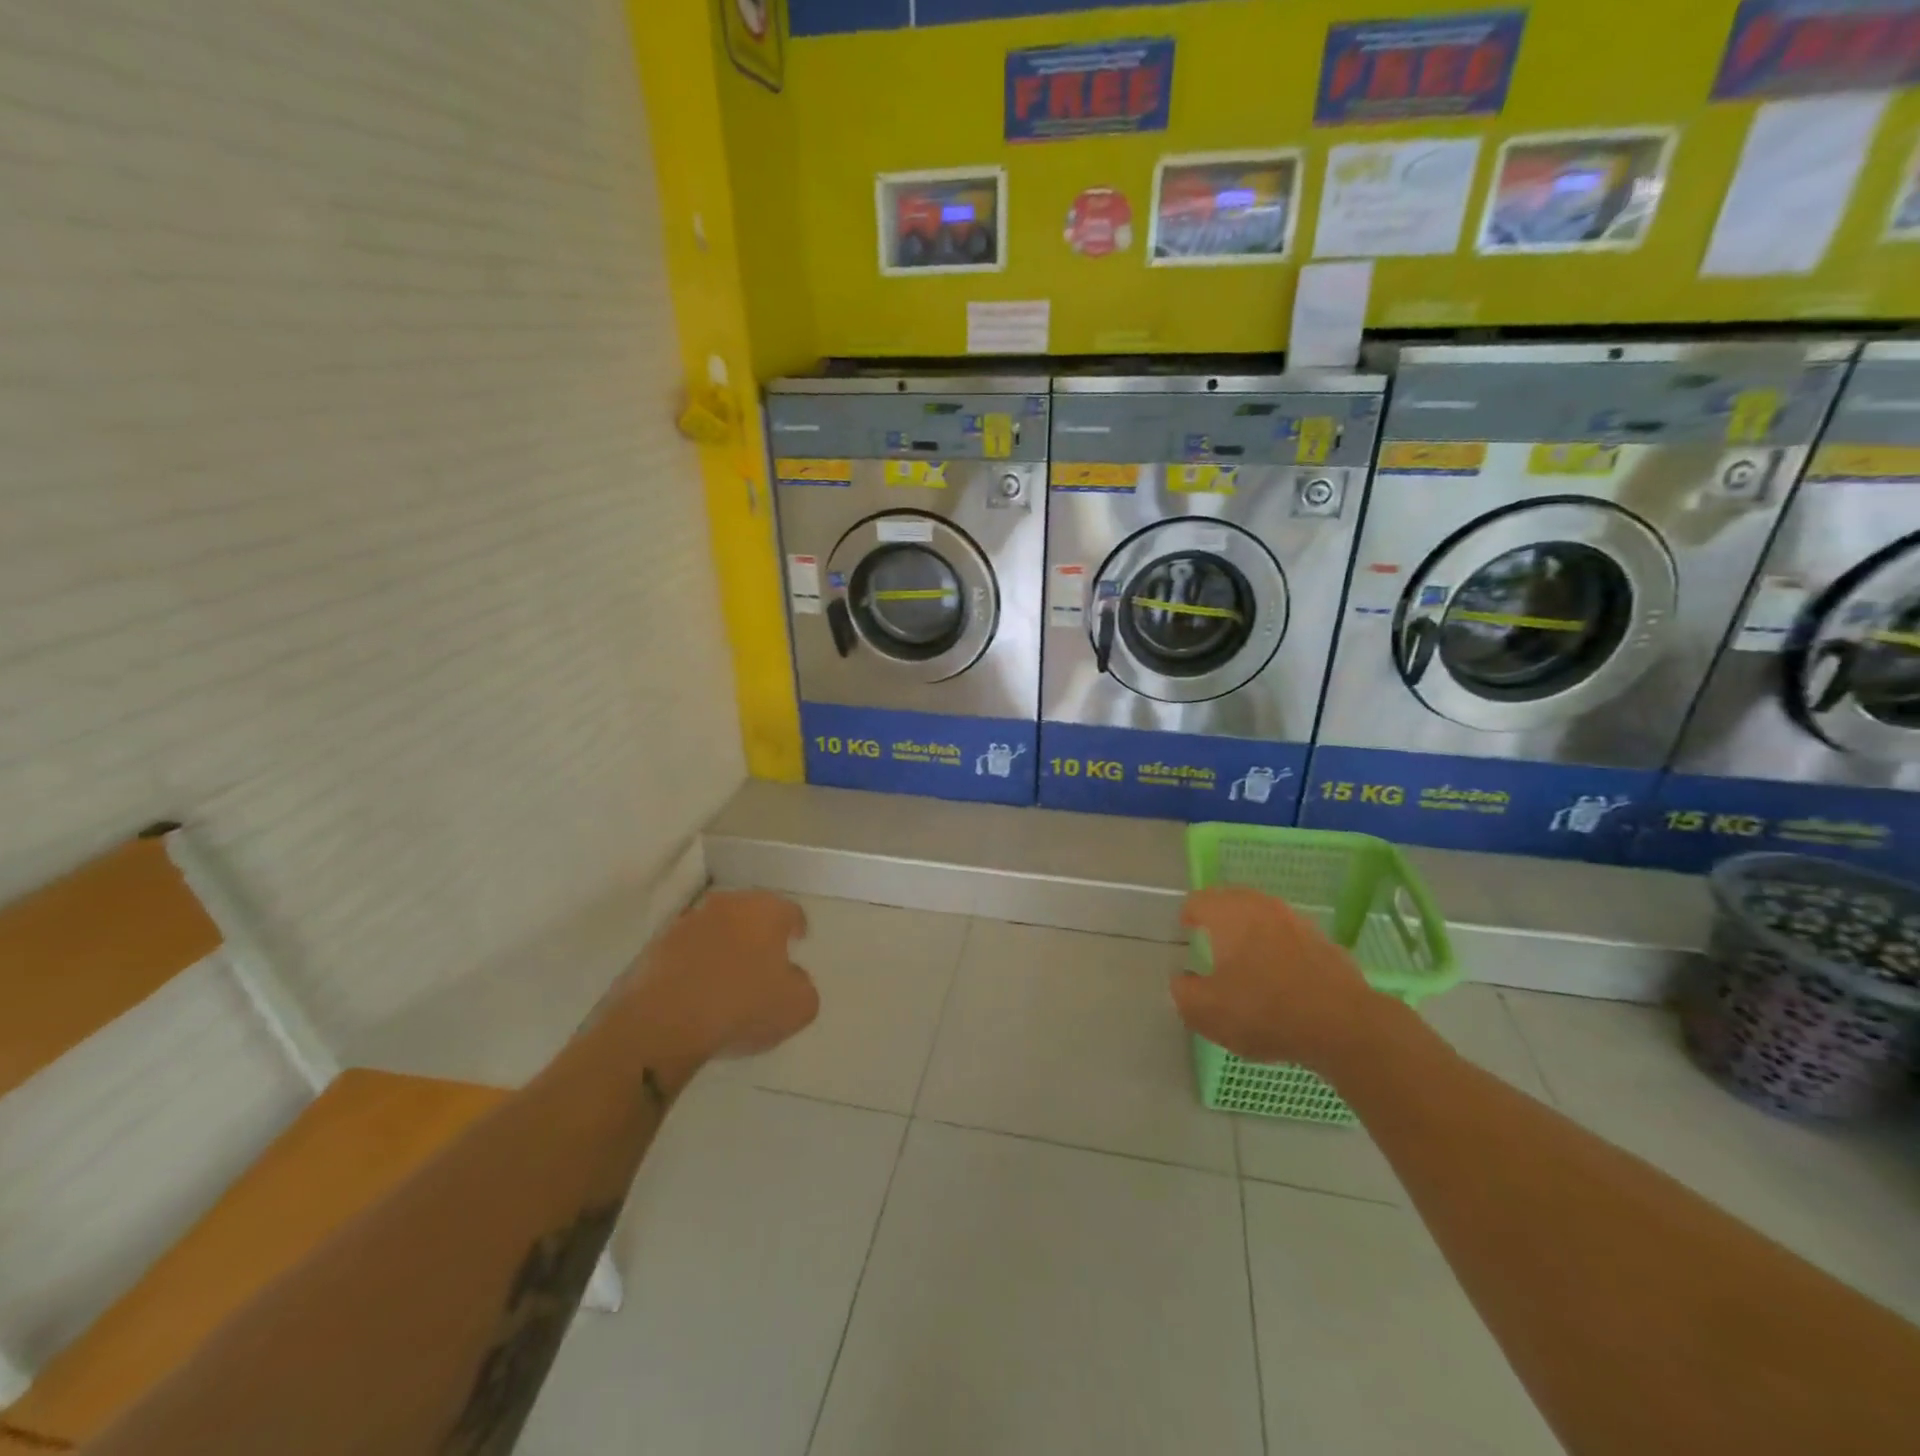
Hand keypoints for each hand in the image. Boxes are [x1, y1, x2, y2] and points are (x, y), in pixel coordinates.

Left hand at [629, 889, 818, 1061]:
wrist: (663, 1023)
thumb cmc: (741, 1007)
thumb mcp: (797, 1007)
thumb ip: (803, 986)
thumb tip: (792, 978)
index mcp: (766, 910)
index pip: (790, 911)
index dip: (797, 928)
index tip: (797, 945)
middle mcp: (728, 905)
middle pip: (751, 913)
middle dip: (759, 932)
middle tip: (764, 959)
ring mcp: (687, 922)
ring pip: (716, 928)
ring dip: (724, 945)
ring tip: (727, 977)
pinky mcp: (656, 945)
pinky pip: (687, 949)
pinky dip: (695, 962)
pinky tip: (697, 990)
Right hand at [1171, 886, 1396, 1071]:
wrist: (1345, 1027)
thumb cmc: (1264, 1011)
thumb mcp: (1205, 1011)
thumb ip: (1183, 991)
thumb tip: (1182, 979)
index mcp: (1229, 914)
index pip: (1199, 900)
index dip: (1188, 916)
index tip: (1187, 933)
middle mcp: (1263, 907)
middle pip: (1233, 902)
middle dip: (1220, 918)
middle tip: (1212, 942)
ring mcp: (1298, 922)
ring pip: (1265, 918)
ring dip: (1253, 933)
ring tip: (1246, 961)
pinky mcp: (1326, 944)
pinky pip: (1291, 939)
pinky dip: (1280, 950)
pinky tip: (1281, 979)